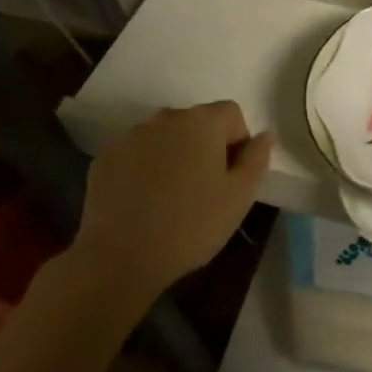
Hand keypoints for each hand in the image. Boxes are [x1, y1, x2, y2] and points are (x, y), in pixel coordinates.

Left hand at [71, 102, 272, 296]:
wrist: (120, 257)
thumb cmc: (191, 225)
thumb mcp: (240, 197)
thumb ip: (257, 158)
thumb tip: (267, 133)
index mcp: (203, 121)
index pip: (232, 114)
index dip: (237, 143)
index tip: (230, 178)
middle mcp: (166, 117)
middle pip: (196, 122)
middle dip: (204, 147)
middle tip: (202, 190)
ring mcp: (131, 135)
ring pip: (164, 137)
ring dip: (172, 155)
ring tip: (169, 197)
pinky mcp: (105, 156)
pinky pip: (136, 153)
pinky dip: (143, 168)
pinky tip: (142, 201)